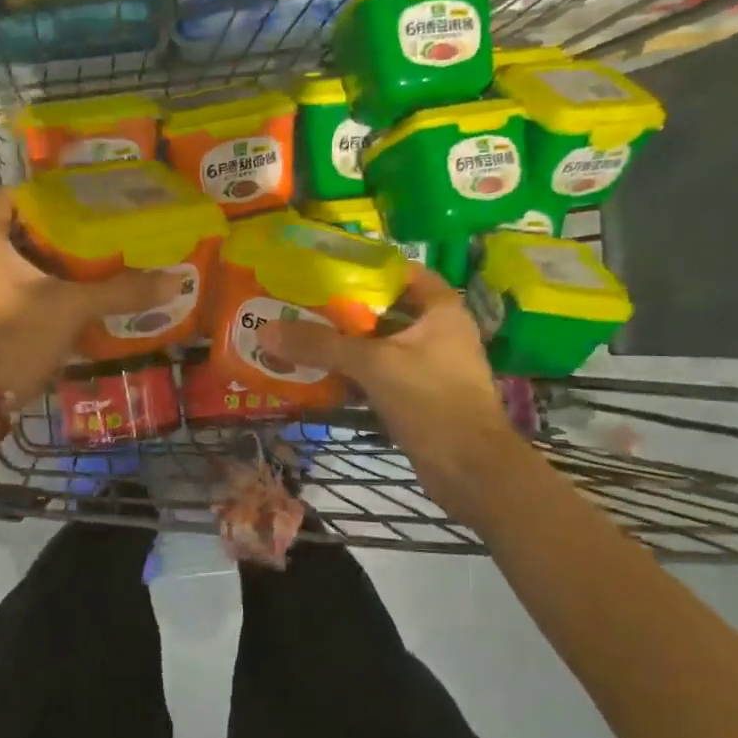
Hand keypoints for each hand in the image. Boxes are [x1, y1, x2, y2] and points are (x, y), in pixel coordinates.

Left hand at [0, 189, 177, 412]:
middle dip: (56, 235)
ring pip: (13, 266)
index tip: (83, 203)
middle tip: (98, 236)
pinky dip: (35, 293)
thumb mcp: (72, 309)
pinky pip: (8, 293)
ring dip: (47, 267)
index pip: (11, 196)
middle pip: (16, 232)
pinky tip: (69, 304)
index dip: (47, 196)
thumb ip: (120, 292)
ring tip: (91, 268)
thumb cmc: (13, 337)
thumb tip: (173, 280)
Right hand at [258, 266, 518, 515]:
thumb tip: (266, 331)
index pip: (405, 272)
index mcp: (441, 311)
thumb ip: (321, 345)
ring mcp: (429, 368)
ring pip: (380, 347)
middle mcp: (438, 334)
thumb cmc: (432, 400)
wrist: (471, 470)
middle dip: (345, 309)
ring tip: (301, 336)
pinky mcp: (418, 399)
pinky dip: (352, 375)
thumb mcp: (374, 364)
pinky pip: (378, 377)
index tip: (328, 268)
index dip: (369, 267)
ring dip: (345, 345)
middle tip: (302, 303)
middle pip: (385, 311)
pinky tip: (318, 376)